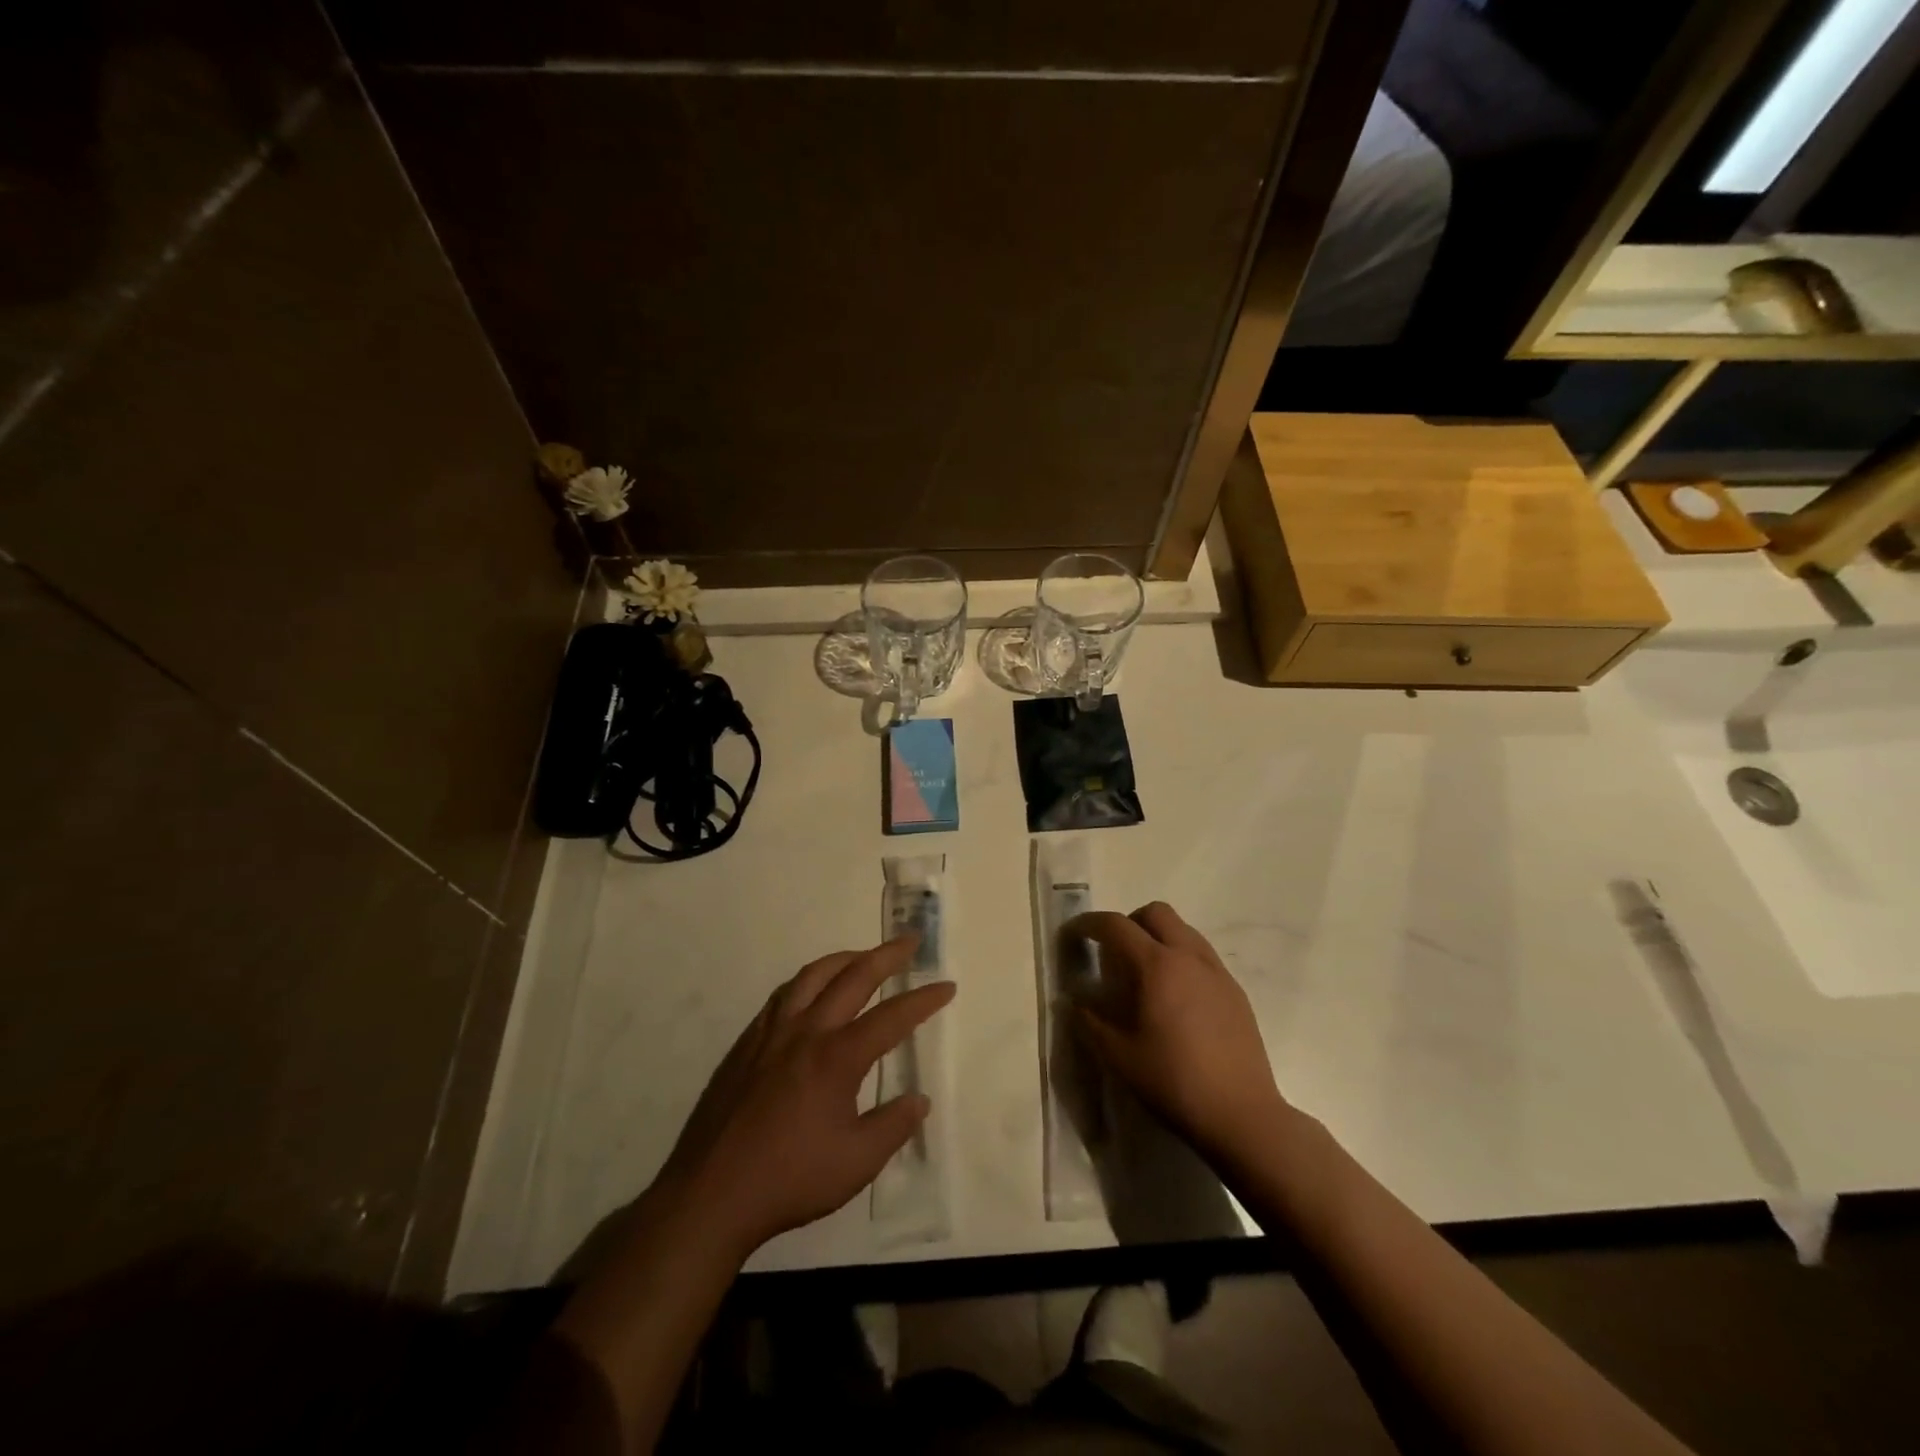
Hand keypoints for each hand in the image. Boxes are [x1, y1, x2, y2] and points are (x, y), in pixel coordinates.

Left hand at [657, 936, 955, 1256]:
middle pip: (853, 977)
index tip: (946, 986)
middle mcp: (806, 1032)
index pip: (891, 1017)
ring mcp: (771, 1034)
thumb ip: (893, 1126)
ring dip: (844, 959)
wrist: (712, 1194)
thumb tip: (918, 1100)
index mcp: (837, 1058)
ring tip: (863, 956)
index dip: (923, 1000)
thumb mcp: (857, 1163)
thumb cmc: (790, 1179)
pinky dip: (808, 981)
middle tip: (910, 942)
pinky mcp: (746, 1044)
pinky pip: (783, 995)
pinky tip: (811, 991)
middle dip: (887, 956)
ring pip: (812, 976)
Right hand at [1068, 903, 1287, 1160]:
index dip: (1088, 924)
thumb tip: (1073, 1002)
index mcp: (1157, 966)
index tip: (1072, 934)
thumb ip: (1090, 1022)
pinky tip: (1175, 998)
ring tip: (1145, 975)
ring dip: (1158, 937)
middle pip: (1156, 913)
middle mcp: (1189, 957)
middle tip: (1114, 953)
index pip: (1116, 925)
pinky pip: (1202, 955)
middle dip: (1129, 922)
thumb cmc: (1174, 1081)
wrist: (1242, 1114)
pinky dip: (1181, 959)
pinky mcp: (1235, 991)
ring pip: (1183, 930)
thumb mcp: (1119, 1056)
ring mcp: (1217, 972)